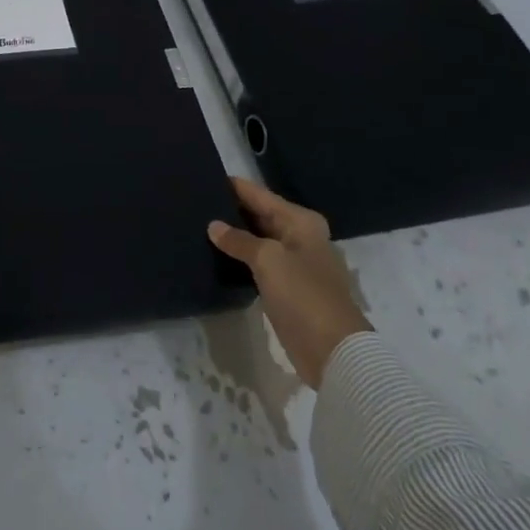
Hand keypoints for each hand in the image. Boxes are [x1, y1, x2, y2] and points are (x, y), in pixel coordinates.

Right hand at [208, 177, 371, 388]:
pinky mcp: (288, 287)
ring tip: (200, 225)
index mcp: (301, 221)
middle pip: (260, 215)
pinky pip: (259, 263)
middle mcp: (300, 236)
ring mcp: (295, 263)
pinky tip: (217, 254)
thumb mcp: (267, 260)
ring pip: (258, 240)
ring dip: (235, 235)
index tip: (204, 178)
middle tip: (196, 202)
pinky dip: (241, 257)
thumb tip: (213, 226)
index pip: (260, 195)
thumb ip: (239, 240)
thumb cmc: (303, 294)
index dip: (234, 187)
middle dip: (232, 210)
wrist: (333, 351)